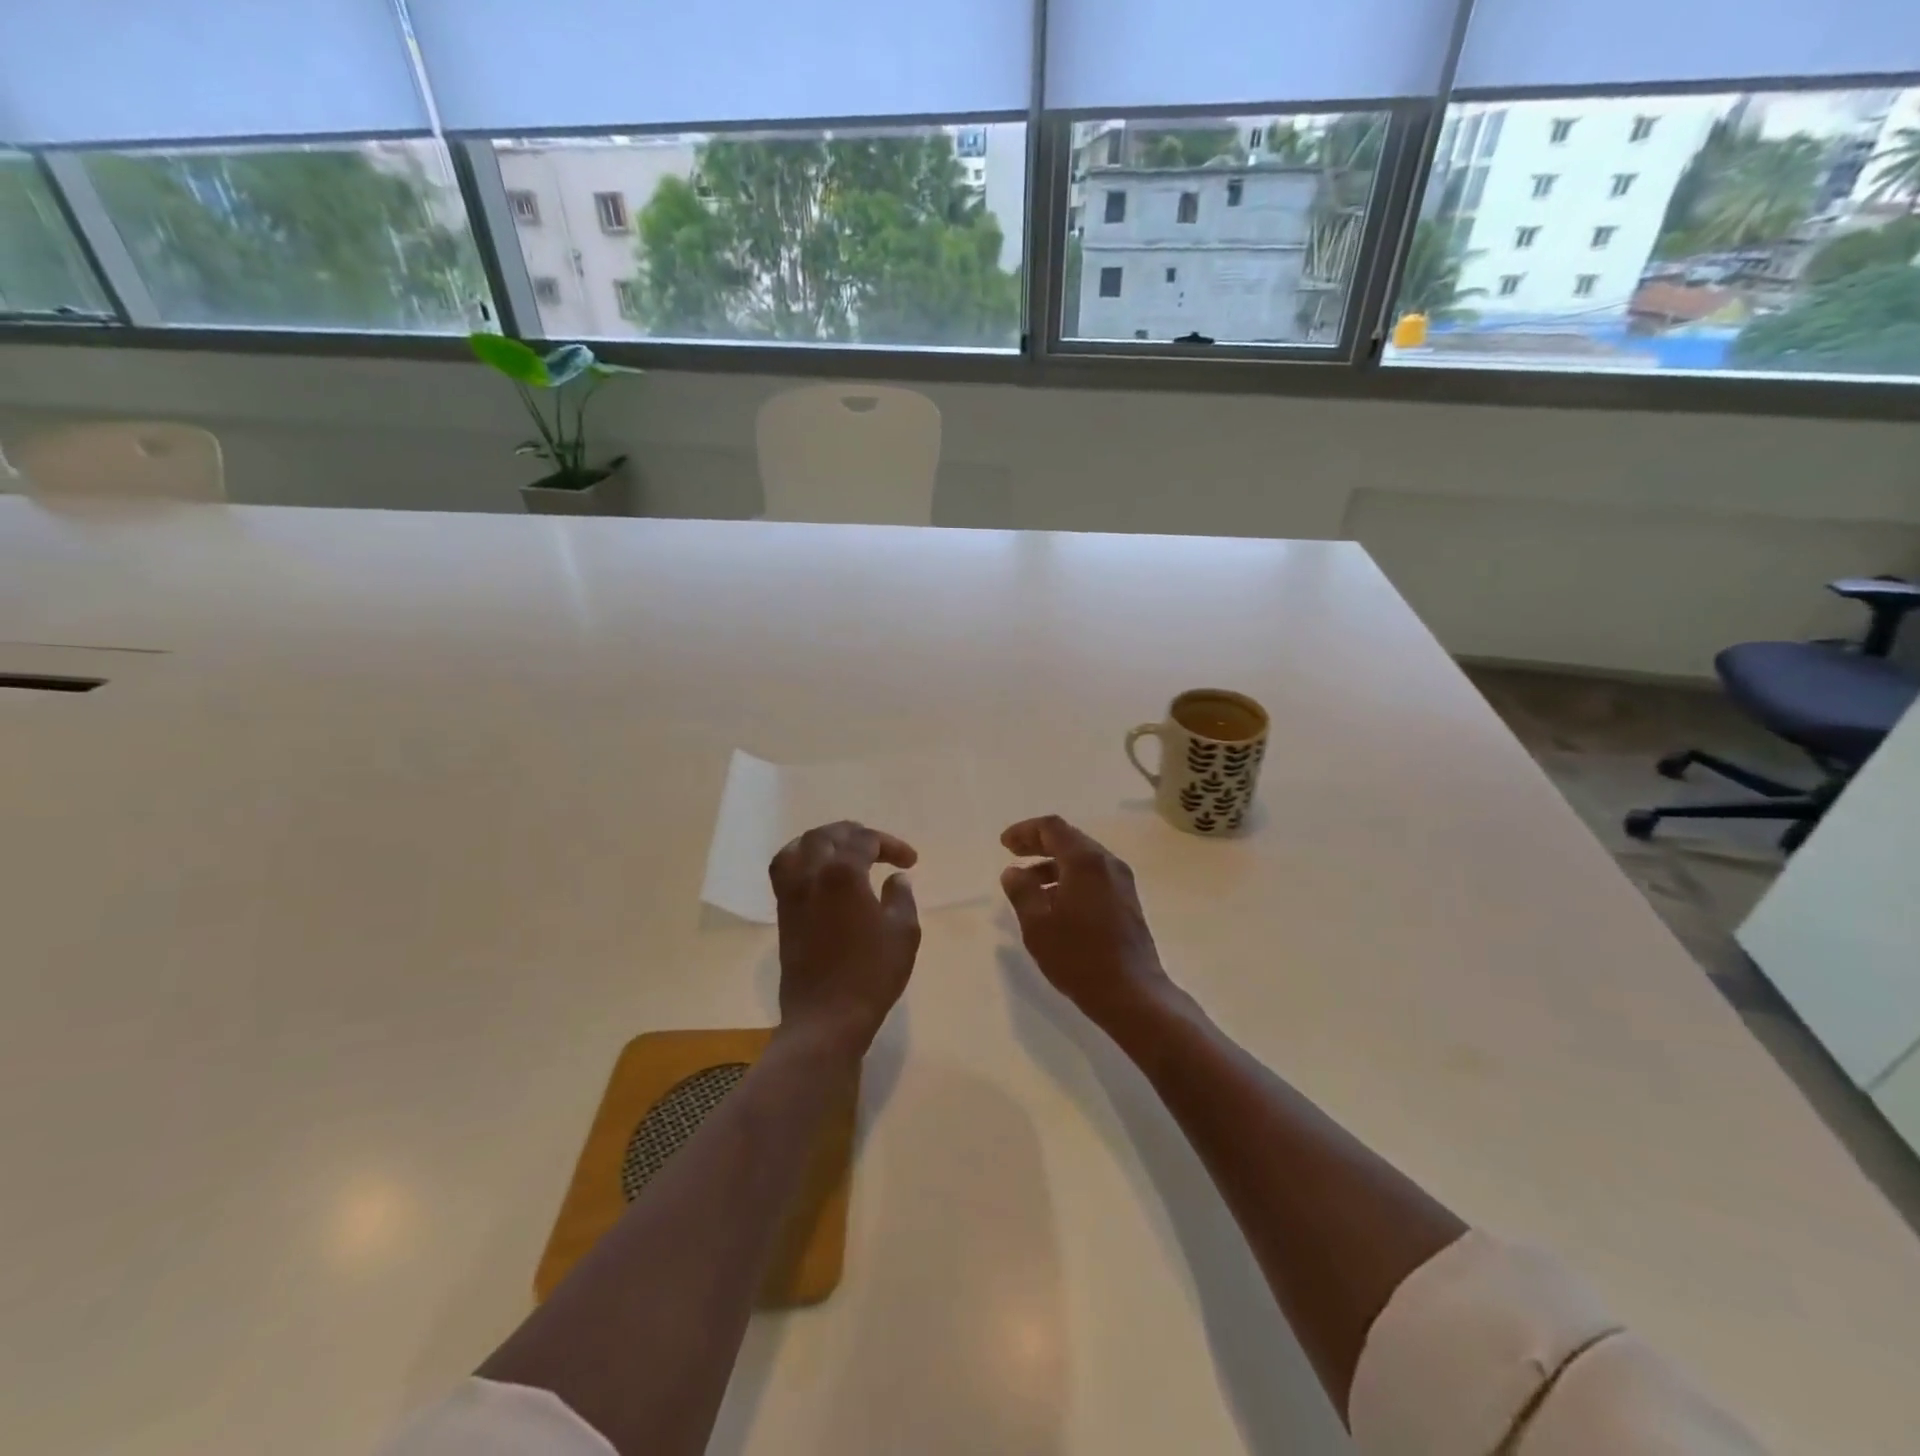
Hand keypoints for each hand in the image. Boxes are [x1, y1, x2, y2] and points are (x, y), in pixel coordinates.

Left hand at [771, 821, 920, 1056]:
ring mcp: (792, 894)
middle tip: (878, 847)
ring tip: (843, 851)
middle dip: (855, 834)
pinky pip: (785, 870)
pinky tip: (820, 875)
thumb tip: (896, 879)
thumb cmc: (871, 974)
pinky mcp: (783, 914)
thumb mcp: (903, 932)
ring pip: (798, 847)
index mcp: (843, 873)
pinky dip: (802, 860)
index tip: (910, 862)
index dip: (890, 845)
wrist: (826, 1018)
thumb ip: (902, 897)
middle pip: (827, 835)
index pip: (865, 840)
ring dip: (823, 842)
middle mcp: (811, 874)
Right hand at [1000, 816, 1175, 1032]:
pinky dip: (1070, 878)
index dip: (1025, 831)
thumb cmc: (1079, 956)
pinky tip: (1054, 902)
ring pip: (1083, 859)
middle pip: (1070, 839)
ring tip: (1028, 884)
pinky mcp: (1127, 901)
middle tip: (1013, 854)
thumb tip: (1013, 872)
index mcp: (1085, 861)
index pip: (1052, 828)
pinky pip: (1094, 876)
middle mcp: (1108, 863)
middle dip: (1039, 844)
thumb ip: (1022, 891)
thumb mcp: (1037, 924)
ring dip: (1053, 864)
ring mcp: (1122, 882)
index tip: (1004, 844)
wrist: (1132, 993)